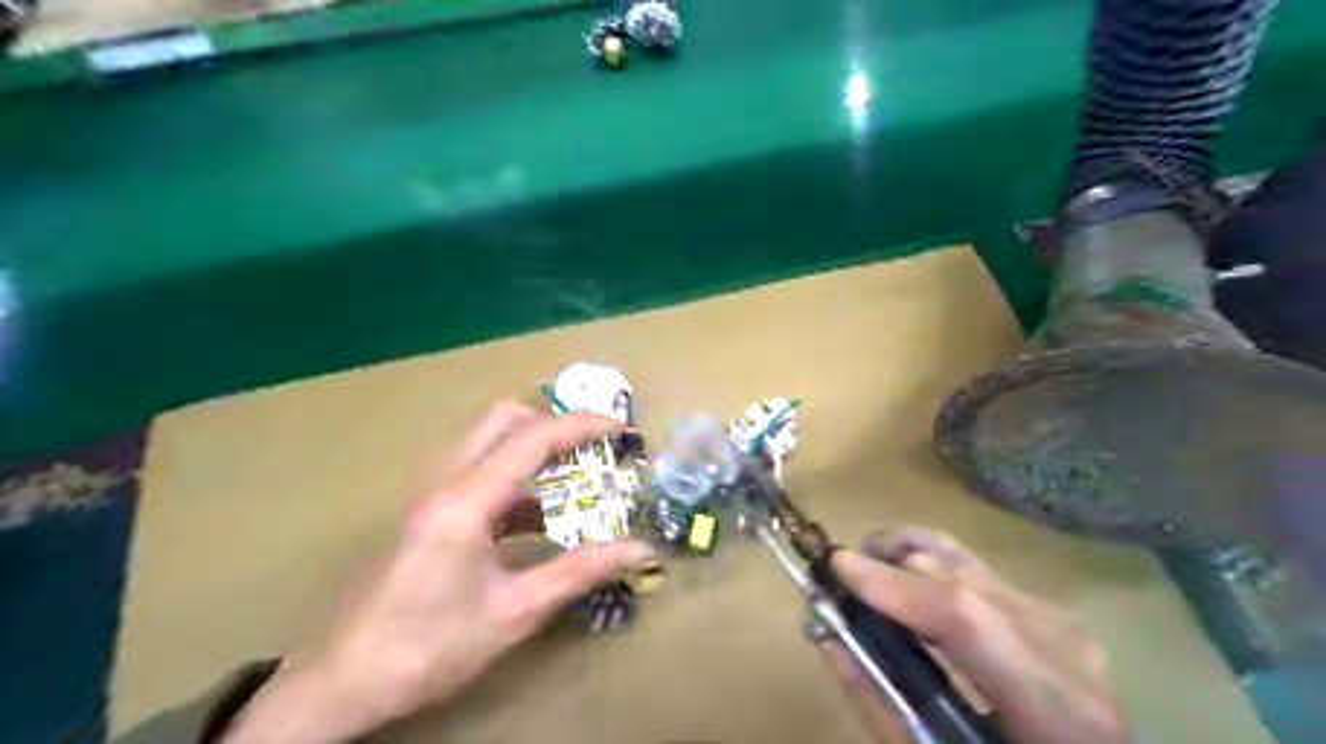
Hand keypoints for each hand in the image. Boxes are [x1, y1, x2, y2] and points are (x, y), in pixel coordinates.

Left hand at [223, 404, 655, 741]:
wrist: (341, 682)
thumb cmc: (429, 647)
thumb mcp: (515, 611)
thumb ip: (580, 572)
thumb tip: (640, 550)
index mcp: (465, 501)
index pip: (532, 438)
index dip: (582, 425)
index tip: (622, 429)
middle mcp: (443, 481)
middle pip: (501, 419)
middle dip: (552, 424)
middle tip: (590, 449)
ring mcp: (429, 493)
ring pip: (485, 440)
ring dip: (530, 448)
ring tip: (572, 477)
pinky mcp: (425, 510)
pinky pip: (475, 471)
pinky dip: (512, 477)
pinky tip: (534, 518)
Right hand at [825, 527, 1126, 743]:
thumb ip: (882, 706)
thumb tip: (829, 640)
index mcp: (1050, 704)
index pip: (963, 617)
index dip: (894, 585)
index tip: (835, 565)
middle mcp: (1061, 646)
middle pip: (960, 577)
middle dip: (890, 562)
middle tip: (839, 573)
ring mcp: (1059, 623)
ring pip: (968, 561)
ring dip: (908, 554)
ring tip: (866, 562)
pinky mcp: (1049, 614)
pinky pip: (978, 573)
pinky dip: (932, 569)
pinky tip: (908, 582)